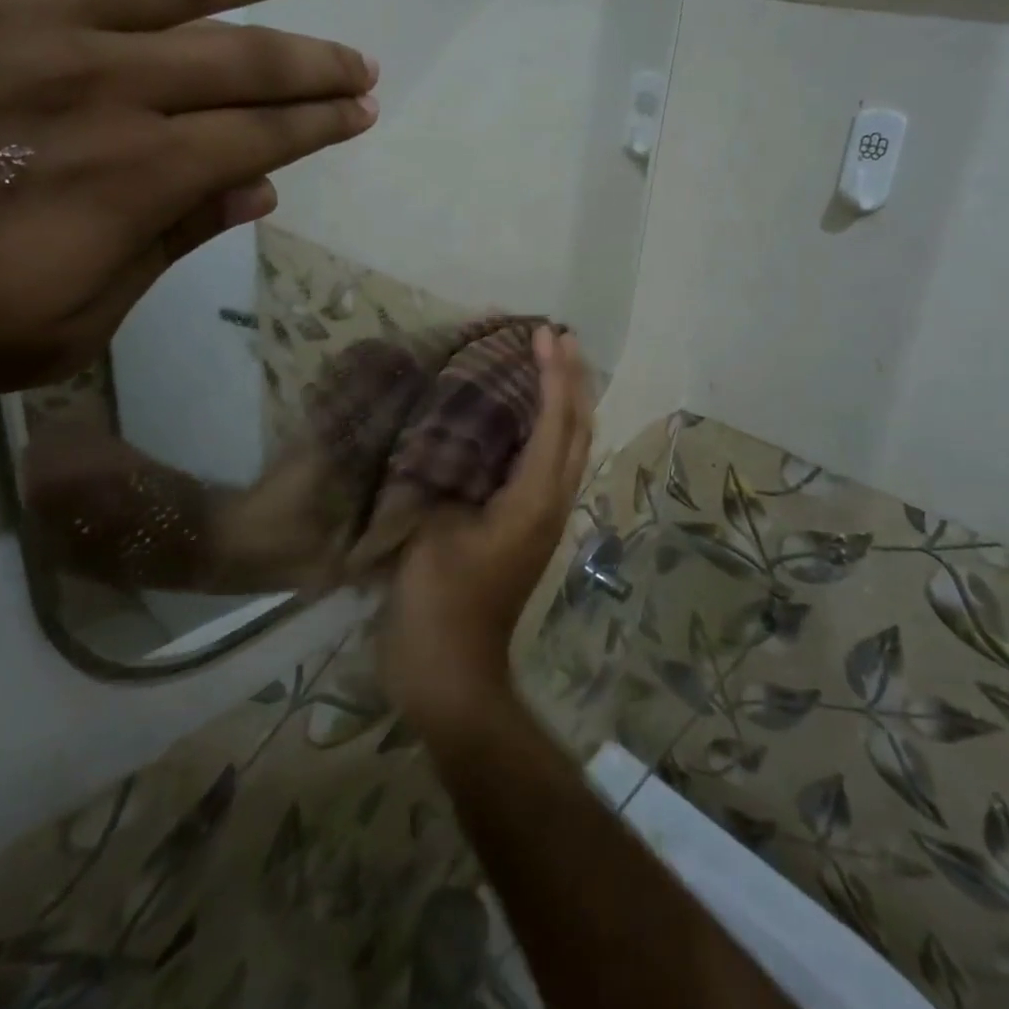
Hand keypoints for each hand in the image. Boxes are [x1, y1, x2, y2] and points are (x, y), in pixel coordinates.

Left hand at [0, 0, 374, 518]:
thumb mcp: (52, 328)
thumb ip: (162, 245)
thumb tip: (254, 191)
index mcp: (129, 176)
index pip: (261, 135)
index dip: (322, 122)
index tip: (364, 110)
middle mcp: (96, 78)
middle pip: (241, 53)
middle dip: (317, 55)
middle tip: (366, 53)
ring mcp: (16, 7)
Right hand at [379, 328, 594, 729]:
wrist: (450, 676)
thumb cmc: (438, 602)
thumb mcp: (431, 530)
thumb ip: (443, 476)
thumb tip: (446, 435)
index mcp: (534, 500)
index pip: (556, 423)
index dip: (554, 374)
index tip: (546, 332)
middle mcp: (550, 503)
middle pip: (577, 430)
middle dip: (573, 380)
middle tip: (558, 336)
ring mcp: (541, 519)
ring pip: (567, 447)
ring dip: (563, 401)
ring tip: (547, 363)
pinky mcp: (524, 529)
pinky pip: (543, 463)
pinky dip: (541, 428)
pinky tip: (516, 416)